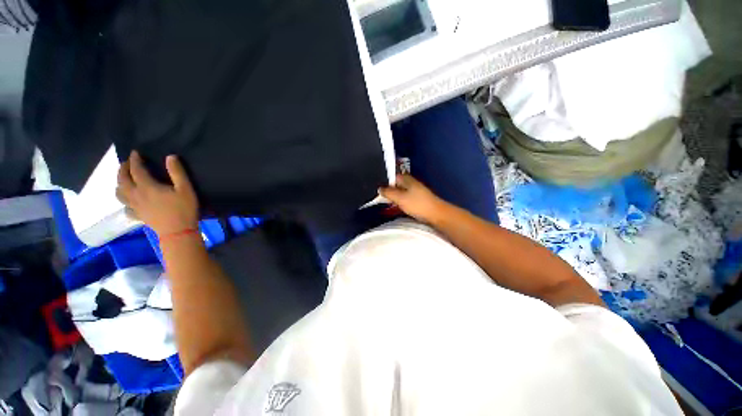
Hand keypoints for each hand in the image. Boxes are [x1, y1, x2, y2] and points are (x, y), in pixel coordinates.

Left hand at [116, 151, 198, 235]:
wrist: (178, 232)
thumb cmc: (183, 209)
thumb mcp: (186, 189)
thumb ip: (177, 172)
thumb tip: (170, 157)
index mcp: (146, 186)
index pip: (136, 169)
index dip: (134, 159)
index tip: (135, 152)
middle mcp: (135, 195)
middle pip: (122, 179)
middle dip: (123, 169)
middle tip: (128, 163)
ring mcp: (134, 206)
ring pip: (119, 193)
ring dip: (119, 183)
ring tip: (125, 180)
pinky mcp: (137, 215)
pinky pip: (125, 207)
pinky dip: (125, 201)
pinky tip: (130, 201)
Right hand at [379, 174, 449, 223]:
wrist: (436, 215)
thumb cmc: (417, 204)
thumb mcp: (400, 198)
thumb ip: (389, 192)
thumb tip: (379, 188)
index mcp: (407, 179)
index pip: (393, 176)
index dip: (385, 181)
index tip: (377, 188)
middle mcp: (411, 184)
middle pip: (397, 185)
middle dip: (389, 190)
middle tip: (380, 198)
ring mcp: (415, 192)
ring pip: (401, 193)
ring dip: (394, 198)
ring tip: (386, 204)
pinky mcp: (418, 201)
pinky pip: (405, 199)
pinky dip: (400, 203)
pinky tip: (397, 208)